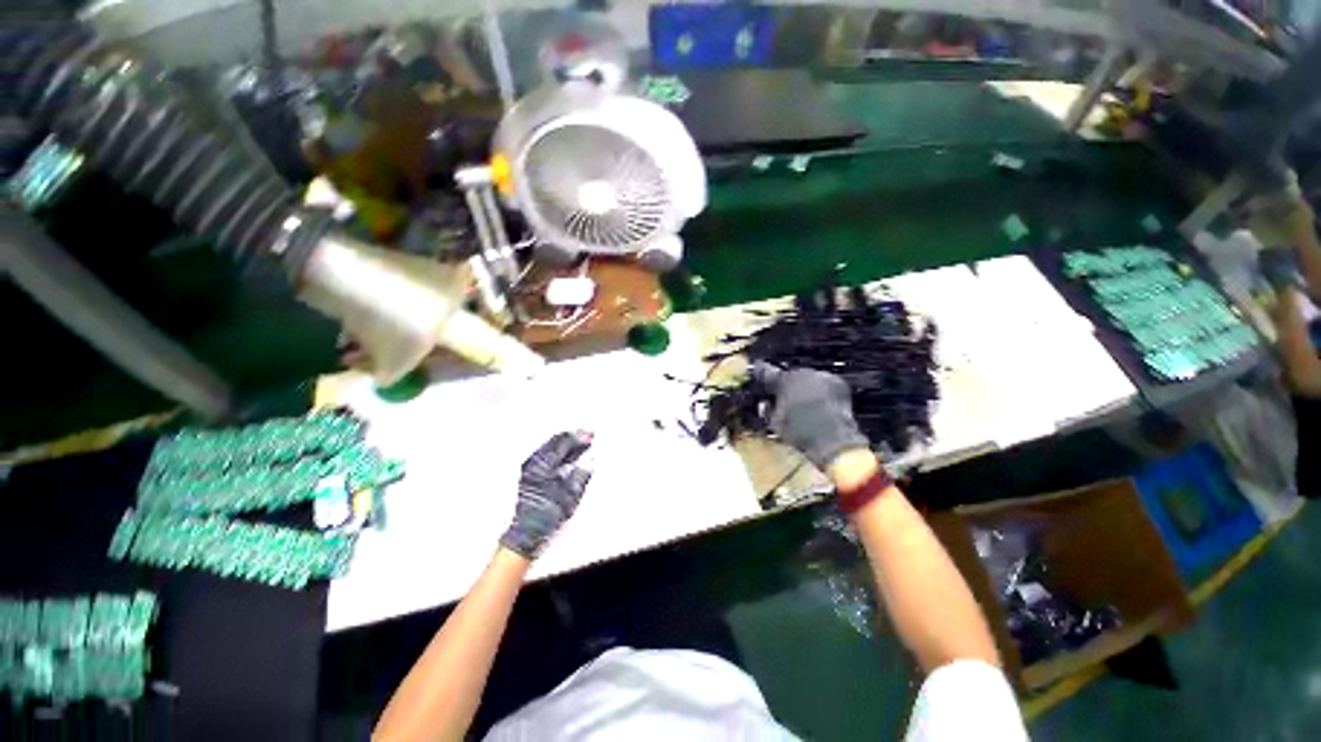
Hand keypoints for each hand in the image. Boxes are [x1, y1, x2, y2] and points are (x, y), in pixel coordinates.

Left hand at [500, 431, 593, 558]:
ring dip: (565, 442)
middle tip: (587, 436)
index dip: (578, 437)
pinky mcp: (528, 472)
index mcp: (544, 465)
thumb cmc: (547, 515)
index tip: (590, 436)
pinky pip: (545, 452)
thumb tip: (589, 459)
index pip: (563, 443)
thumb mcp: (570, 496)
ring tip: (579, 443)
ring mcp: (529, 466)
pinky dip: (558, 449)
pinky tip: (566, 453)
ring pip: (549, 445)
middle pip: (555, 441)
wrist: (526, 532)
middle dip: (572, 437)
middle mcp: (534, 462)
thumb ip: (581, 473)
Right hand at [752, 362, 869, 469]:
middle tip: (786, 401)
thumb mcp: (775, 423)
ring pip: (808, 379)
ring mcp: (821, 376)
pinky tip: (821, 407)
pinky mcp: (838, 383)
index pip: (766, 372)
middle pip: (790, 376)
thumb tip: (766, 405)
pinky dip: (822, 393)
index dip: (761, 376)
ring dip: (805, 389)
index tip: (758, 376)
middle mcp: (801, 372)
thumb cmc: (799, 433)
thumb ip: (767, 409)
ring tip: (806, 407)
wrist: (832, 440)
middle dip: (787, 387)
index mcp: (782, 380)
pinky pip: (824, 384)